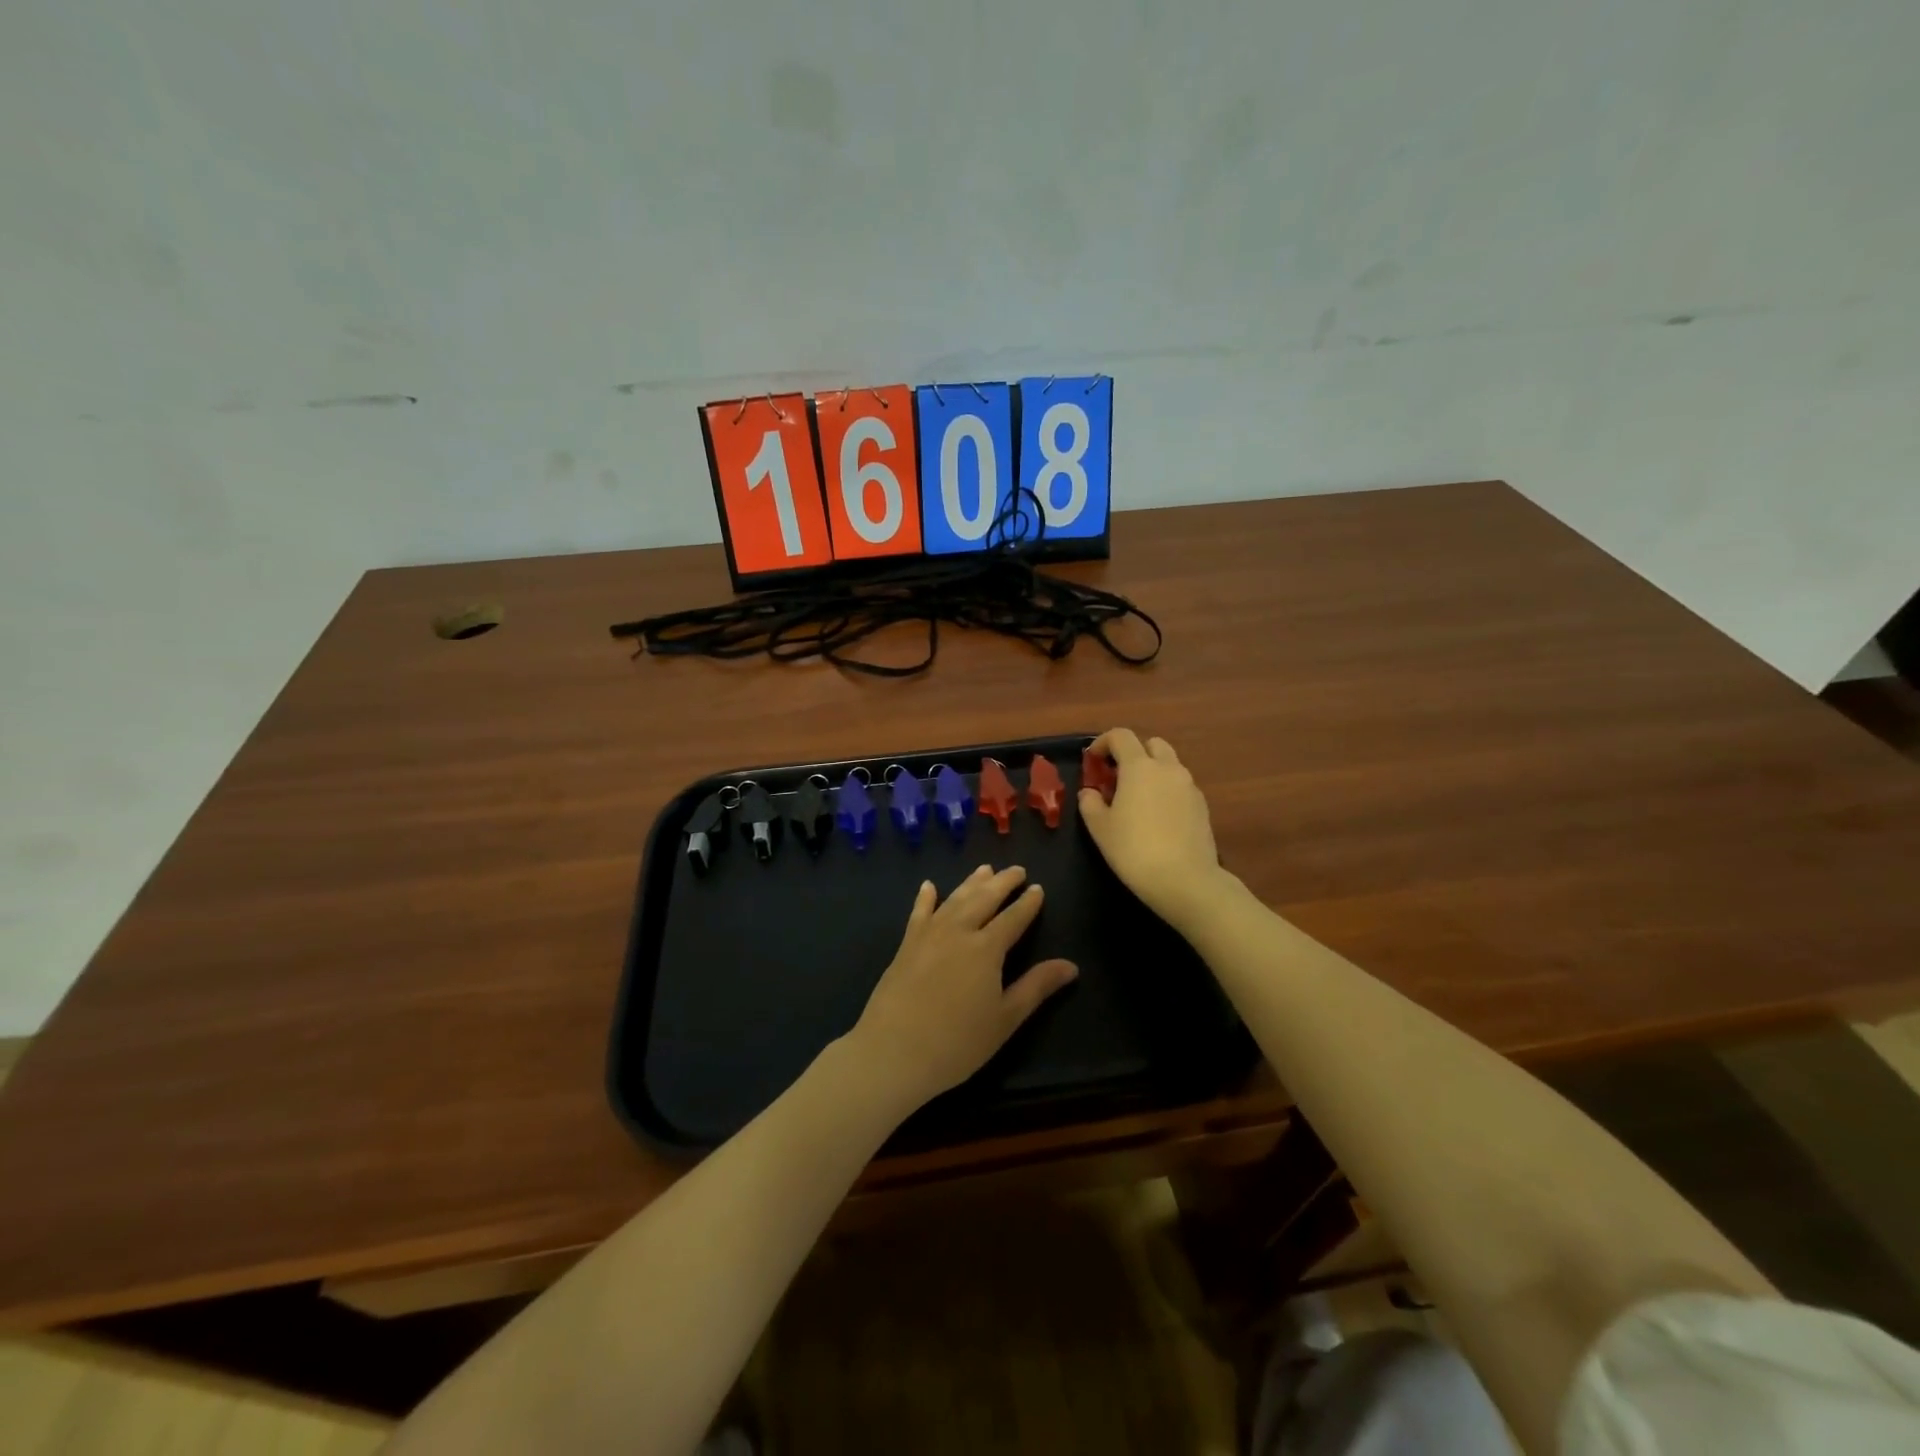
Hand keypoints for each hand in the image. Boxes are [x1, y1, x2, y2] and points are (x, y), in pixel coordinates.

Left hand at [849, 865, 1077, 1112]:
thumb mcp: (1005, 1019)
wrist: (894, 1050)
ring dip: (971, 883)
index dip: (1027, 903)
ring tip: (985, 869)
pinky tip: (929, 886)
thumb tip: (1071, 966)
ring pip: (955, 899)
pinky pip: (919, 912)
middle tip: (1016, 870)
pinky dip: (926, 897)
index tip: (1037, 888)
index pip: (1013, 918)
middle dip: (1002, 882)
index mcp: (987, 948)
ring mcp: (929, 934)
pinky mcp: (906, 944)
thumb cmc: (958, 1042)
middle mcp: (959, 931)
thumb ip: (1036, 987)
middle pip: (984, 898)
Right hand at [1078, 729, 1226, 930]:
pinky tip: (1158, 817)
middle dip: (1133, 753)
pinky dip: (1167, 790)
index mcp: (1140, 767)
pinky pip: (1180, 786)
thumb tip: (1090, 792)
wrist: (1185, 880)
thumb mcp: (1100, 828)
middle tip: (1118, 777)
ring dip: (1152, 771)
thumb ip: (1090, 804)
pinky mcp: (1202, 806)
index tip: (1092, 759)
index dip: (1103, 742)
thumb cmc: (1134, 850)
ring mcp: (1189, 786)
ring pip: (1169, 765)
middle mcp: (1168, 769)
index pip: (1121, 736)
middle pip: (1151, 744)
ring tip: (1138, 799)